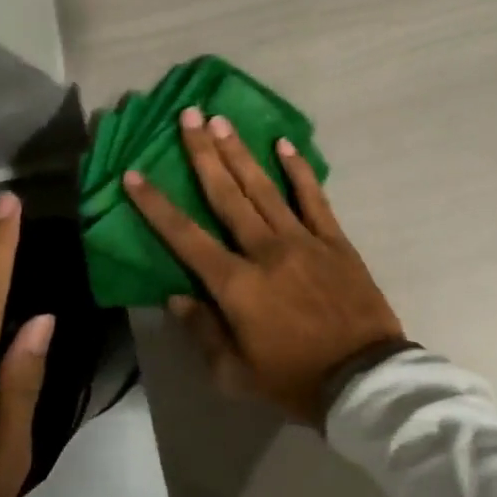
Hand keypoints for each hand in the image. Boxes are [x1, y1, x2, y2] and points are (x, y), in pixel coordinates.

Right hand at [123, 107, 404, 428]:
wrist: (362, 378)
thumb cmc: (294, 380)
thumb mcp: (236, 373)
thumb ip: (203, 332)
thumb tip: (176, 297)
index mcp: (236, 284)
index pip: (186, 236)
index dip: (156, 205)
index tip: (134, 174)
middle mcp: (265, 251)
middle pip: (226, 195)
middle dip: (203, 154)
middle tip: (188, 116)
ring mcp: (303, 240)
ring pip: (264, 188)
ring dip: (241, 153)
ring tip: (221, 120)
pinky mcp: (334, 240)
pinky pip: (314, 198)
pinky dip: (299, 170)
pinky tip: (284, 144)